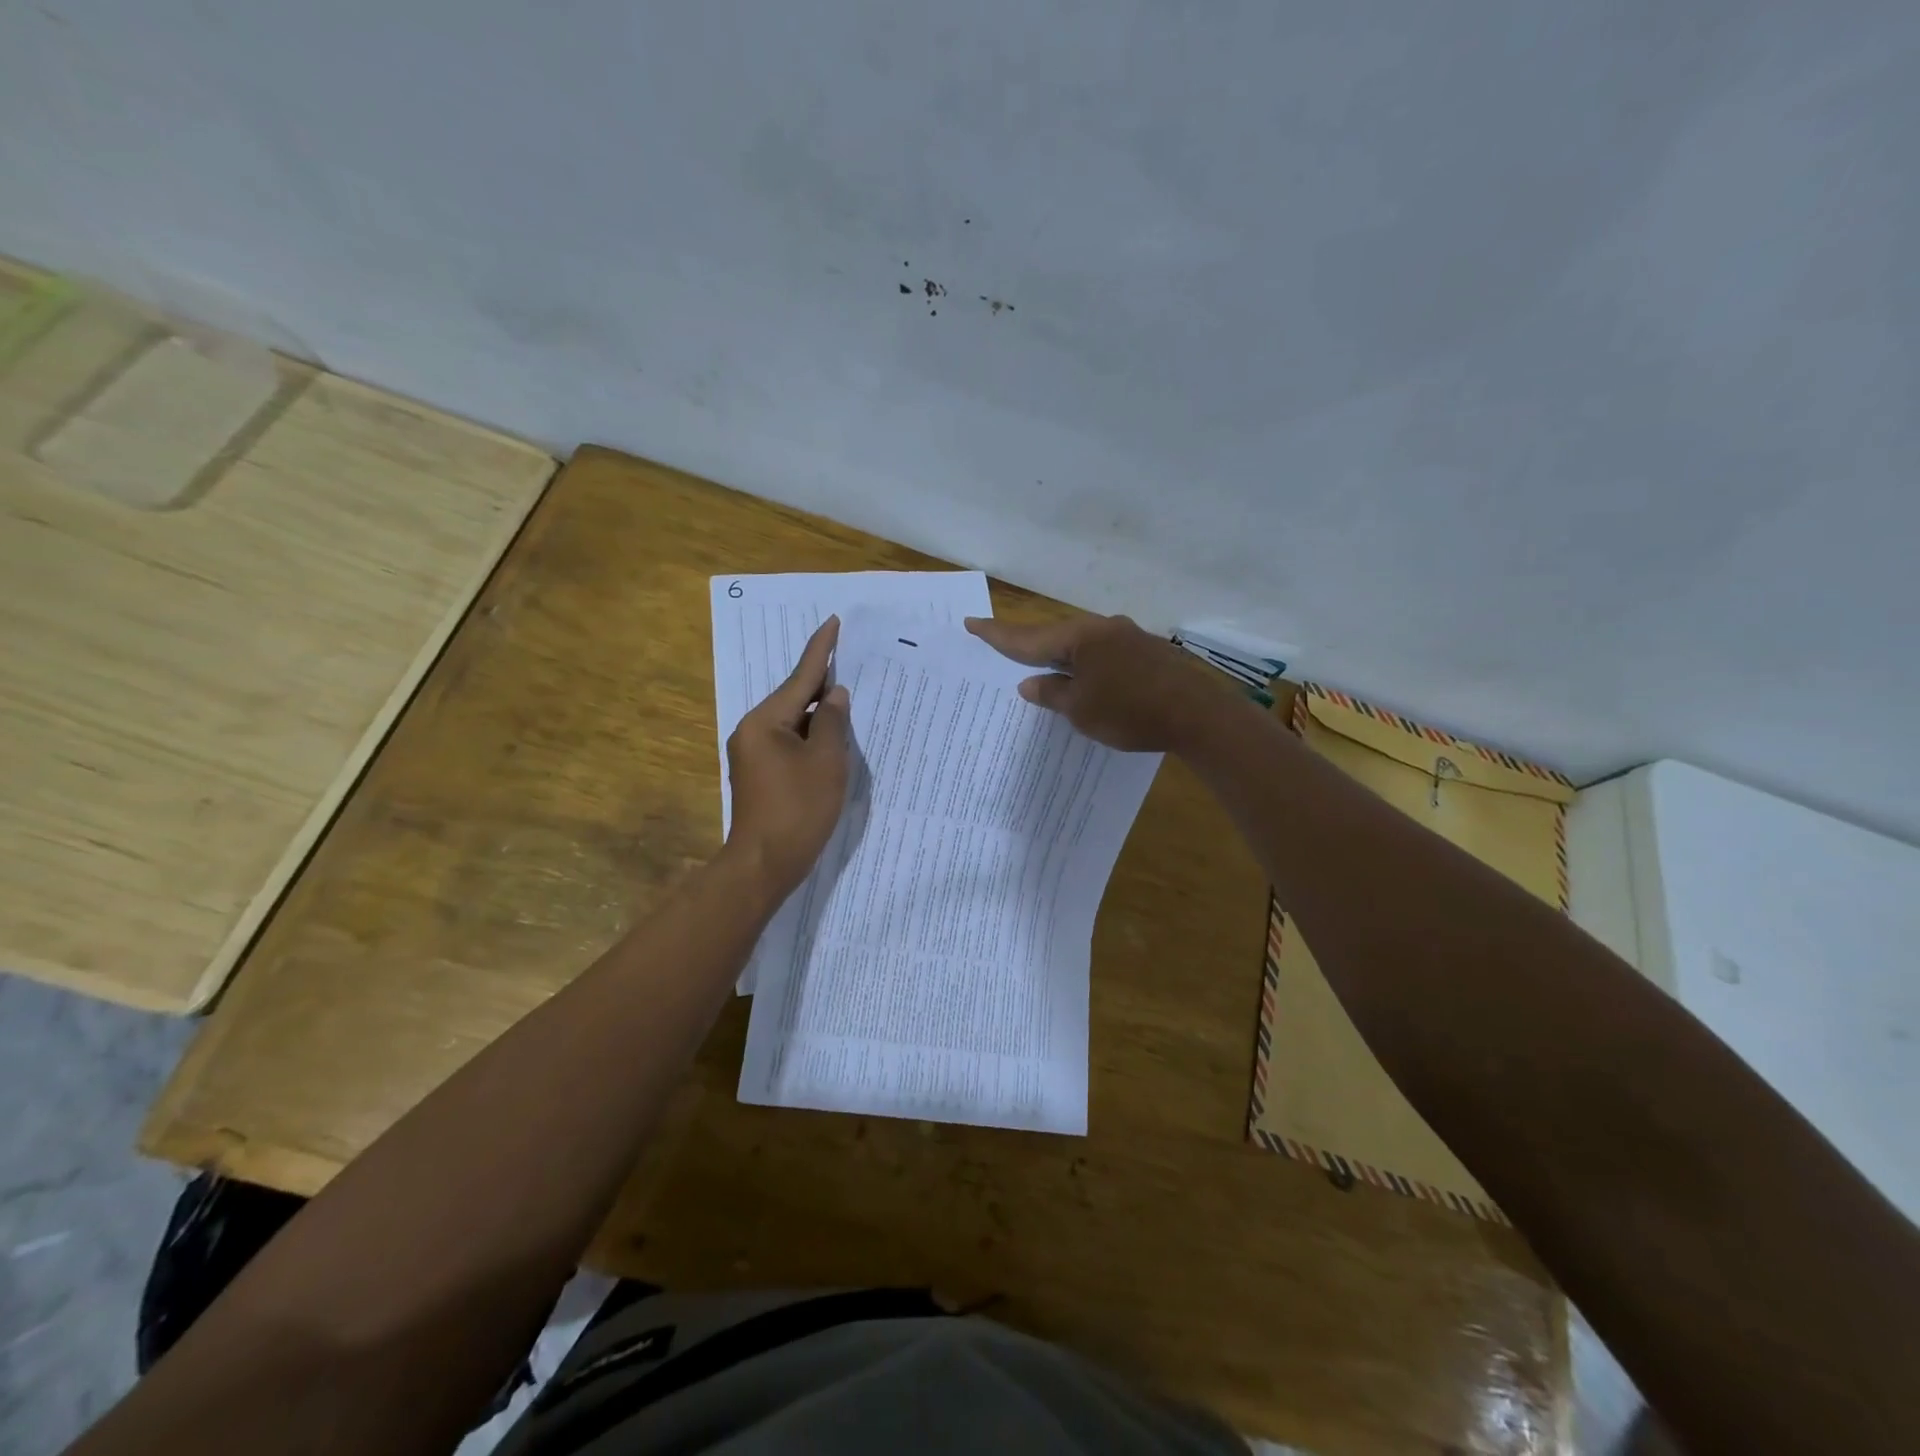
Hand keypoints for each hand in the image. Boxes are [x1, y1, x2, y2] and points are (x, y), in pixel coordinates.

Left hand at [726, 616, 852, 894]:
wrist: (764, 864)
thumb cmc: (798, 809)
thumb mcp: (826, 761)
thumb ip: (834, 722)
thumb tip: (835, 695)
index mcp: (765, 721)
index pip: (800, 677)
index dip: (821, 649)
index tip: (833, 622)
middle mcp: (752, 730)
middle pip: (794, 697)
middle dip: (822, 683)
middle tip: (850, 662)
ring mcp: (753, 753)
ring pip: (793, 722)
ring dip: (819, 714)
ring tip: (848, 700)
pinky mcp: (759, 773)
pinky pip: (789, 742)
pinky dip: (811, 736)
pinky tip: (831, 738)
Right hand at [964, 613, 1240, 753]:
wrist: (1199, 715)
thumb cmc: (1132, 713)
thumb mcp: (1082, 710)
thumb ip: (1052, 694)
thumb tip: (1030, 683)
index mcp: (1081, 638)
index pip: (1029, 638)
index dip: (998, 635)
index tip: (972, 622)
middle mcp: (1102, 629)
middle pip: (1056, 637)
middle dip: (1029, 645)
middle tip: (1001, 645)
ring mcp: (1128, 638)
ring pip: (1082, 645)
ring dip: (1060, 657)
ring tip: (1041, 668)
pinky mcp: (1146, 652)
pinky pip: (1103, 655)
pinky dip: (1086, 666)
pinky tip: (1085, 680)